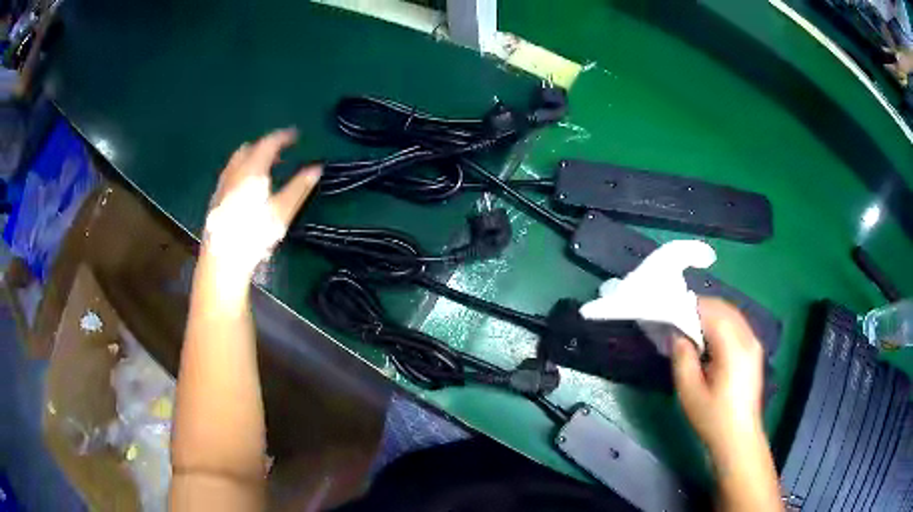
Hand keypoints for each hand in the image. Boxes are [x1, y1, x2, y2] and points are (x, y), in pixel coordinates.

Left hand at [203, 129, 320, 279]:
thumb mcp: (282, 211)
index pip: (269, 143)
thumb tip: (317, 168)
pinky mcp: (215, 201)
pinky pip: (230, 175)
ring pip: (236, 162)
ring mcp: (222, 186)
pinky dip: (241, 172)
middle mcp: (234, 172)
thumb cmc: (254, 234)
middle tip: (280, 155)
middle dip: (265, 147)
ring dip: (252, 159)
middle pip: (249, 149)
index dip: (283, 137)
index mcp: (252, 170)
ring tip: (265, 171)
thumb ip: (299, 188)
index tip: (296, 136)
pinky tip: (247, 190)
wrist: (222, 260)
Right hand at [671, 298, 765, 457]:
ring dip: (711, 315)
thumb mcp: (690, 393)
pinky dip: (721, 323)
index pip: (712, 312)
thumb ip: (682, 359)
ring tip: (690, 329)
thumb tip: (678, 335)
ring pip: (732, 314)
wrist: (738, 438)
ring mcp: (754, 344)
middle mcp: (748, 339)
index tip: (670, 313)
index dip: (690, 308)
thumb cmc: (712, 419)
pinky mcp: (755, 351)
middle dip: (700, 308)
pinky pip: (737, 325)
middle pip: (724, 309)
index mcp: (733, 348)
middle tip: (678, 320)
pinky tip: (709, 340)